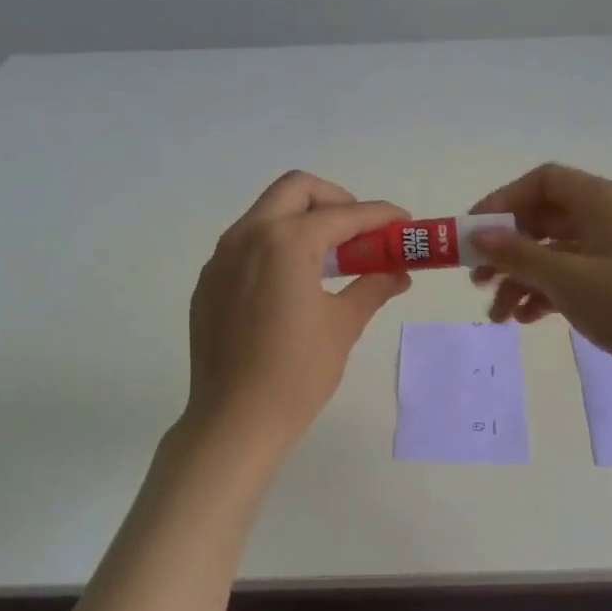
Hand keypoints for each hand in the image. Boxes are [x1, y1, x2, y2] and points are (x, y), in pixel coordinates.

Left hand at [186, 171, 410, 446]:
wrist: (234, 420)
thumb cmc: (297, 373)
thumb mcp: (343, 326)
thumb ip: (372, 287)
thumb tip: (398, 273)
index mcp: (285, 241)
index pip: (343, 215)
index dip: (379, 216)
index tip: (403, 224)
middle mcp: (247, 235)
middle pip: (297, 190)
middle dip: (335, 202)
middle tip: (359, 234)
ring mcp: (221, 258)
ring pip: (266, 213)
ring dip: (303, 221)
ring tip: (331, 259)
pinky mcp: (209, 282)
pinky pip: (246, 244)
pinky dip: (276, 247)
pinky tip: (293, 284)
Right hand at [469, 163, 611, 401]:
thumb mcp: (566, 276)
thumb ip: (517, 254)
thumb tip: (476, 235)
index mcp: (601, 200)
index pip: (543, 182)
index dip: (504, 201)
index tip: (474, 232)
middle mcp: (607, 219)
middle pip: (544, 220)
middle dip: (507, 249)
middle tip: (477, 279)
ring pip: (554, 255)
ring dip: (521, 280)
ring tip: (498, 315)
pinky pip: (571, 280)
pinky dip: (545, 295)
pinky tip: (527, 320)